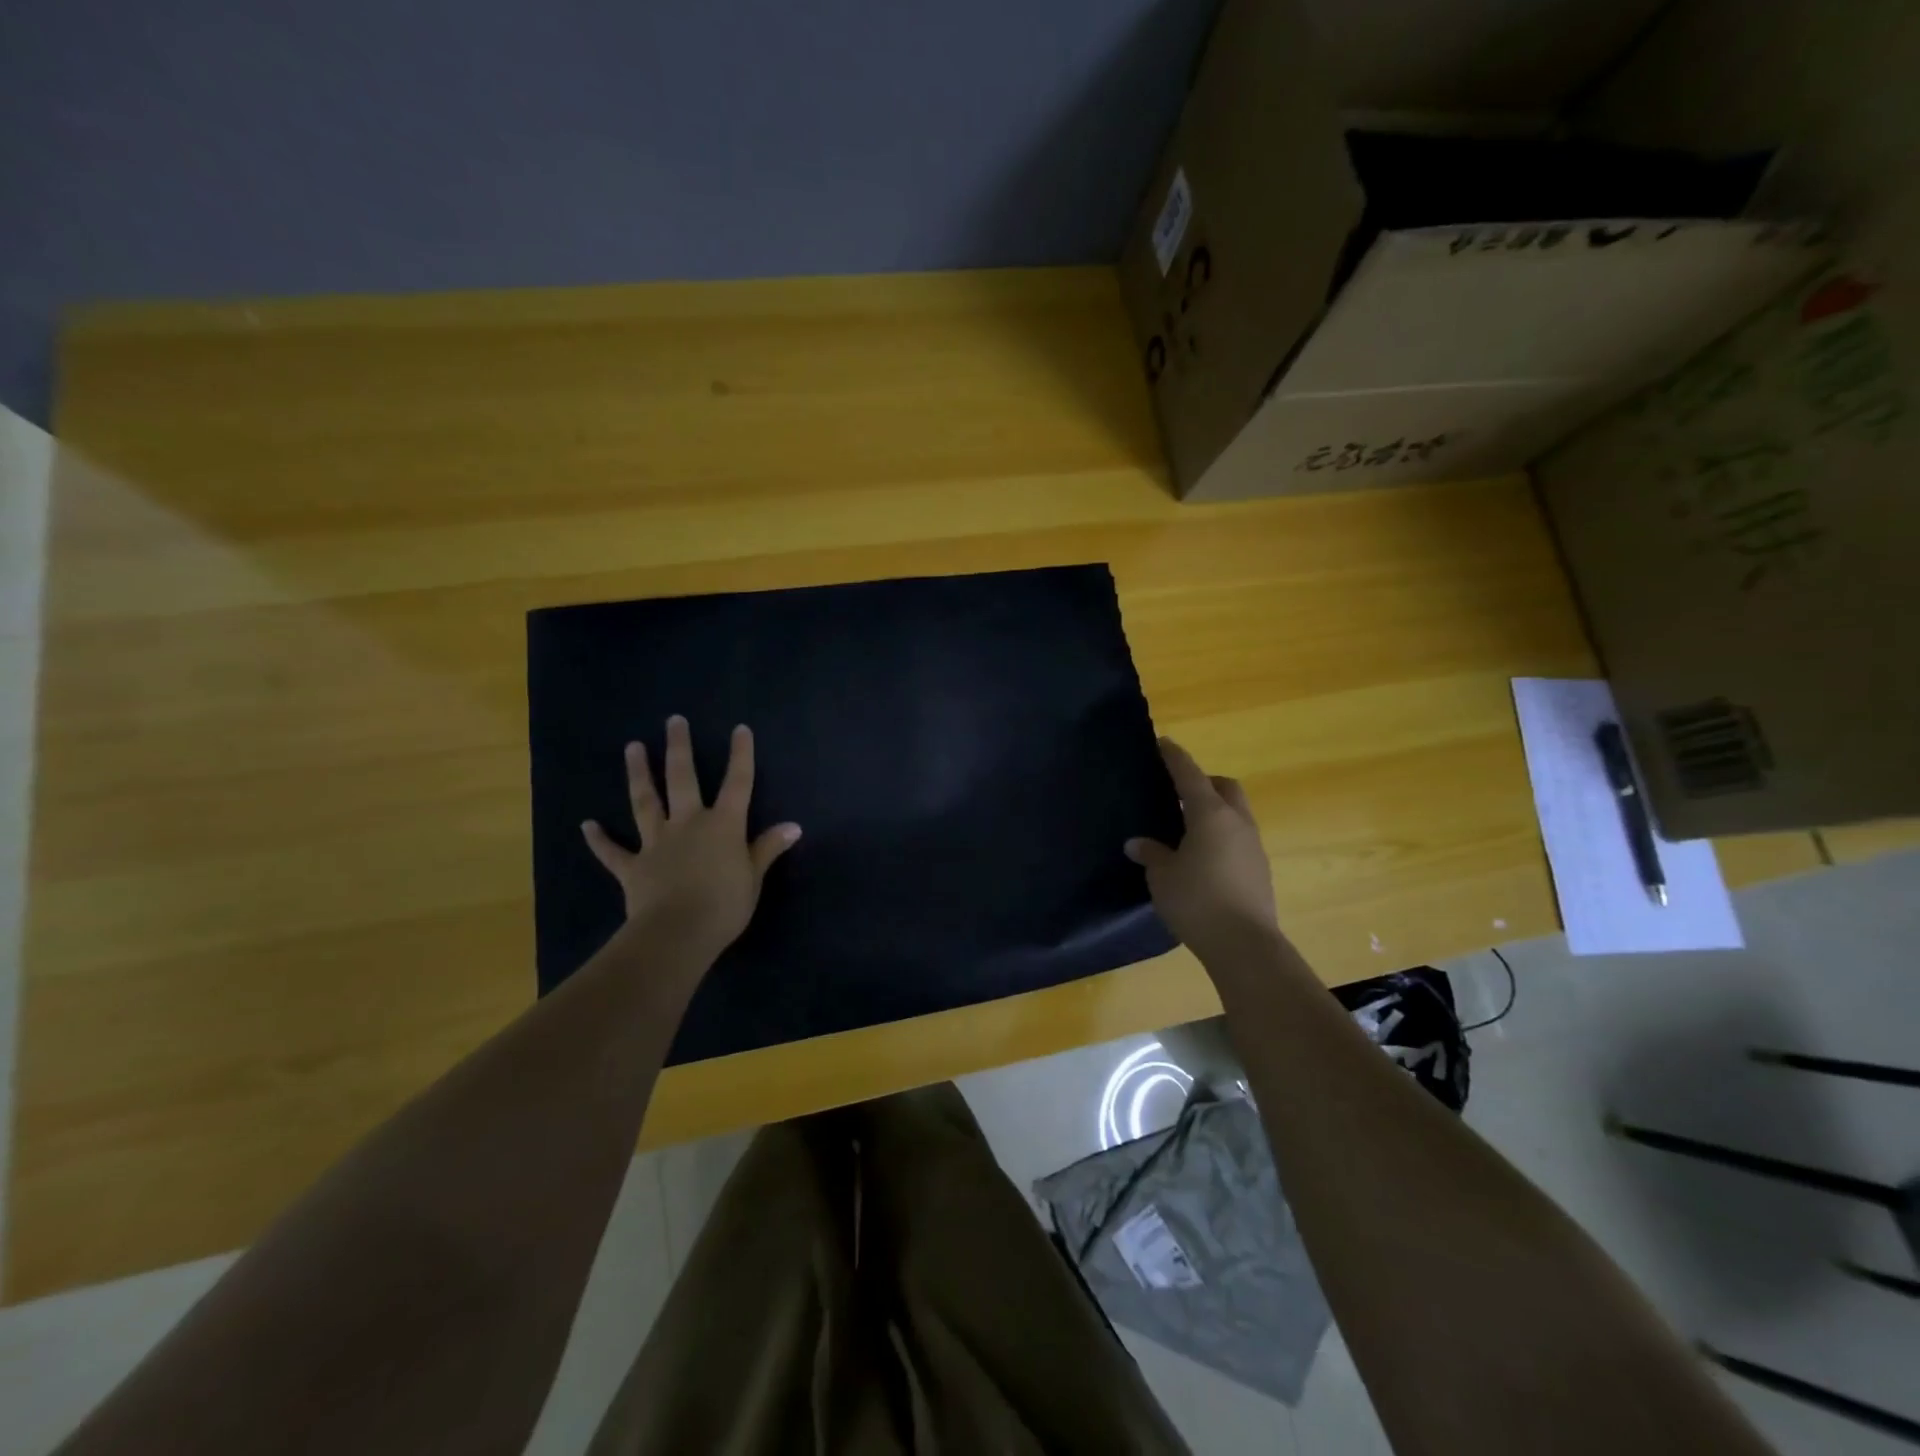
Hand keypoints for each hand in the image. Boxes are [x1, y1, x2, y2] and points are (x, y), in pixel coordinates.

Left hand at [582, 715, 800, 962]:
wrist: (678, 933)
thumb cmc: (724, 905)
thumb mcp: (754, 877)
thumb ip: (768, 848)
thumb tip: (794, 826)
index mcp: (723, 825)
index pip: (737, 783)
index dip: (741, 755)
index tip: (740, 729)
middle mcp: (688, 824)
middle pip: (683, 779)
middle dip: (679, 748)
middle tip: (673, 721)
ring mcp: (656, 842)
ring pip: (645, 801)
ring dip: (639, 774)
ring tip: (632, 747)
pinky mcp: (633, 867)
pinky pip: (613, 852)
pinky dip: (599, 840)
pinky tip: (586, 826)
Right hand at [1126, 738, 1279, 962]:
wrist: (1244, 944)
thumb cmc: (1197, 901)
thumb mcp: (1162, 876)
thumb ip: (1151, 853)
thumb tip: (1137, 843)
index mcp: (1210, 814)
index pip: (1190, 774)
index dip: (1175, 757)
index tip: (1163, 742)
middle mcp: (1237, 822)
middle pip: (1225, 787)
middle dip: (1205, 782)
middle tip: (1180, 792)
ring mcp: (1253, 846)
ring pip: (1236, 813)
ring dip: (1216, 811)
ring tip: (1189, 827)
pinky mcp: (1260, 869)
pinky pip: (1239, 837)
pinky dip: (1222, 835)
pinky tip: (1204, 857)